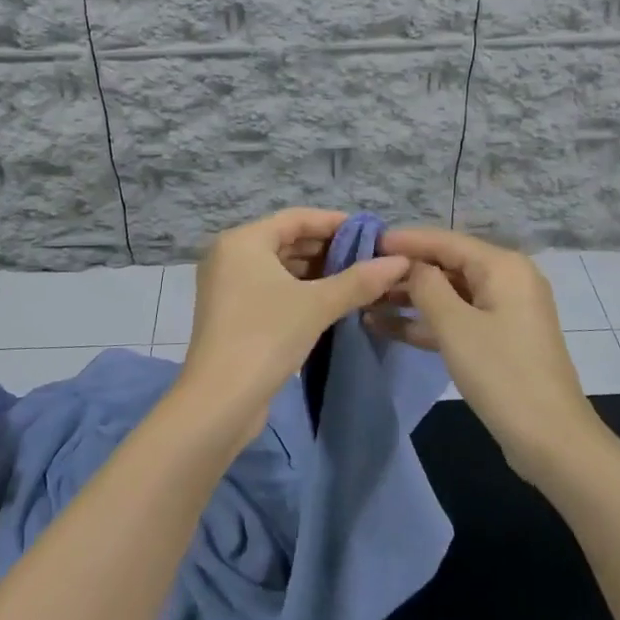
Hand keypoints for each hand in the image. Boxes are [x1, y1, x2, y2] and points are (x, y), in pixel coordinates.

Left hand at [178, 209, 410, 446]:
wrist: (219, 402)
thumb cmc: (265, 337)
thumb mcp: (317, 305)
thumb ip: (359, 280)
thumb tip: (400, 262)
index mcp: (242, 241)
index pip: (296, 218)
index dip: (335, 222)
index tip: (370, 232)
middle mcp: (230, 255)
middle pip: (287, 240)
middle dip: (328, 248)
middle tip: (369, 258)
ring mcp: (227, 286)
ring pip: (280, 266)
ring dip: (316, 272)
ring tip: (357, 280)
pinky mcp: (232, 313)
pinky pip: (271, 288)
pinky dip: (299, 290)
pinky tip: (331, 301)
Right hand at [376, 228, 602, 486]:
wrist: (552, 441)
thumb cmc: (502, 374)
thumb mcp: (455, 326)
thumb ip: (426, 285)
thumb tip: (407, 263)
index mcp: (502, 266)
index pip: (445, 241)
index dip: (405, 240)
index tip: (366, 242)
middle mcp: (506, 279)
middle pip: (447, 265)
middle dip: (404, 271)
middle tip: (360, 274)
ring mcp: (503, 311)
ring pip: (449, 294)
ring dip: (409, 299)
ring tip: (364, 301)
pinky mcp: (498, 339)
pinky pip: (456, 319)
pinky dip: (426, 322)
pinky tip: (384, 327)